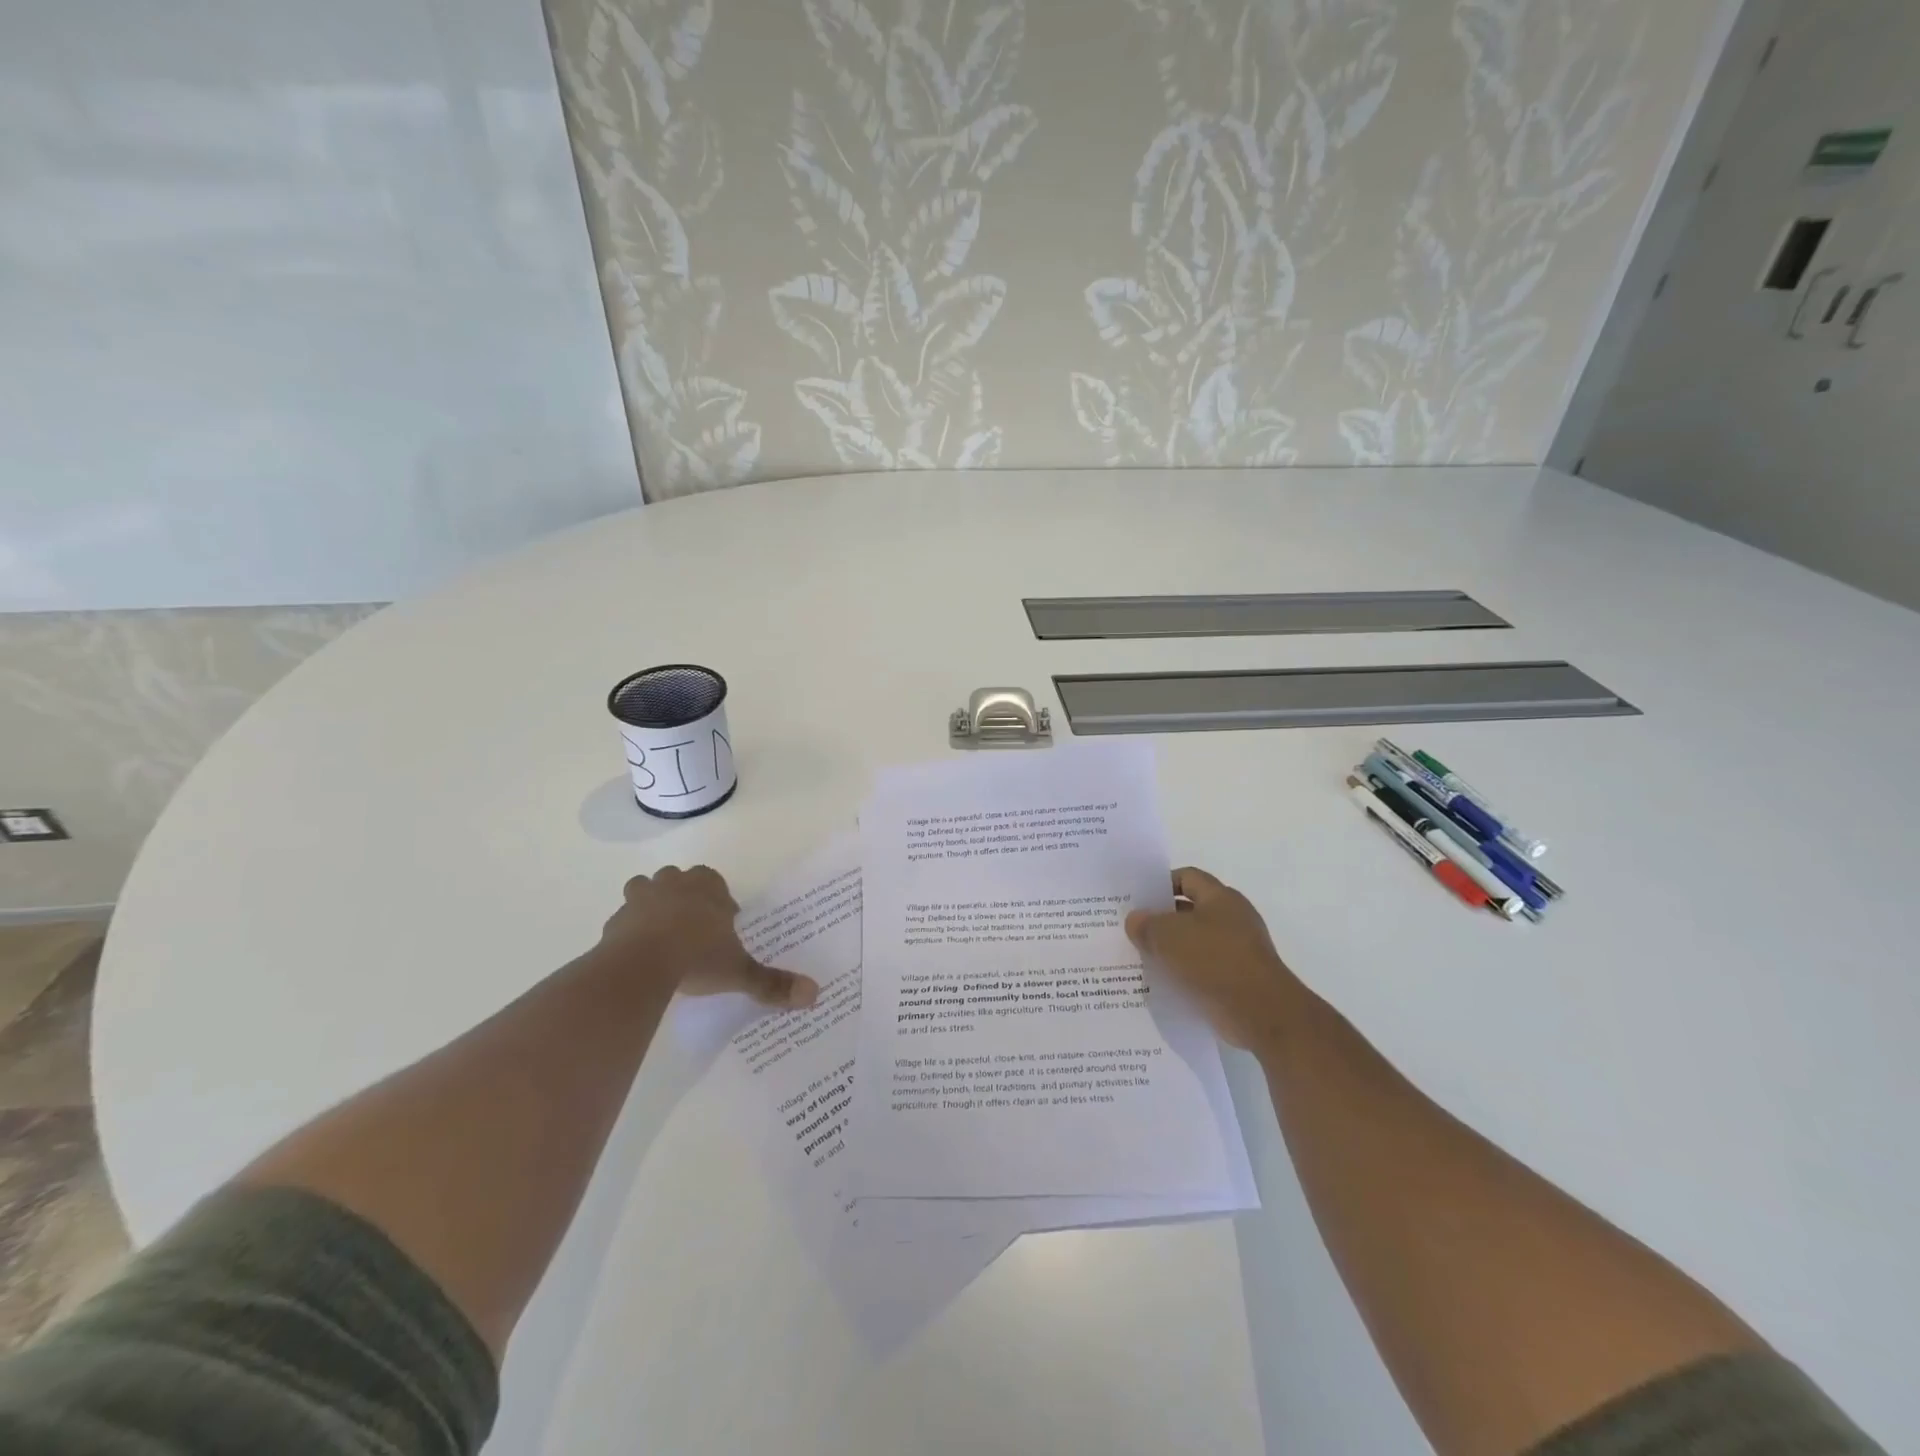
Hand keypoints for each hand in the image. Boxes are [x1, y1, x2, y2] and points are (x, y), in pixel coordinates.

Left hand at [599, 865, 818, 1008]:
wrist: (640, 966)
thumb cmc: (697, 956)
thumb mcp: (738, 972)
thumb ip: (772, 983)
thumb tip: (814, 995)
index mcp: (706, 887)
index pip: (714, 880)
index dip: (718, 899)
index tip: (723, 923)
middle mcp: (673, 885)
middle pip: (679, 880)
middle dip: (685, 897)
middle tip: (693, 928)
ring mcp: (640, 900)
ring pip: (645, 890)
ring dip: (652, 905)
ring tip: (662, 935)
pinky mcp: (615, 921)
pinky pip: (624, 920)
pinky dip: (630, 931)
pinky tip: (638, 955)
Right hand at [1126, 867, 1304, 1054]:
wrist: (1261, 1013)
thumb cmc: (1215, 960)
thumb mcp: (1168, 936)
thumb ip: (1147, 924)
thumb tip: (1135, 920)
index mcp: (1221, 898)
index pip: (1187, 877)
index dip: (1161, 883)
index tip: (1137, 898)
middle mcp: (1233, 919)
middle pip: (1190, 911)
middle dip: (1162, 920)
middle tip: (1133, 929)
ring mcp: (1238, 952)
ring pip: (1195, 943)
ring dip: (1171, 950)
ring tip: (1141, 958)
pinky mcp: (1237, 981)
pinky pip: (1203, 970)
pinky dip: (1184, 974)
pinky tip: (1162, 983)